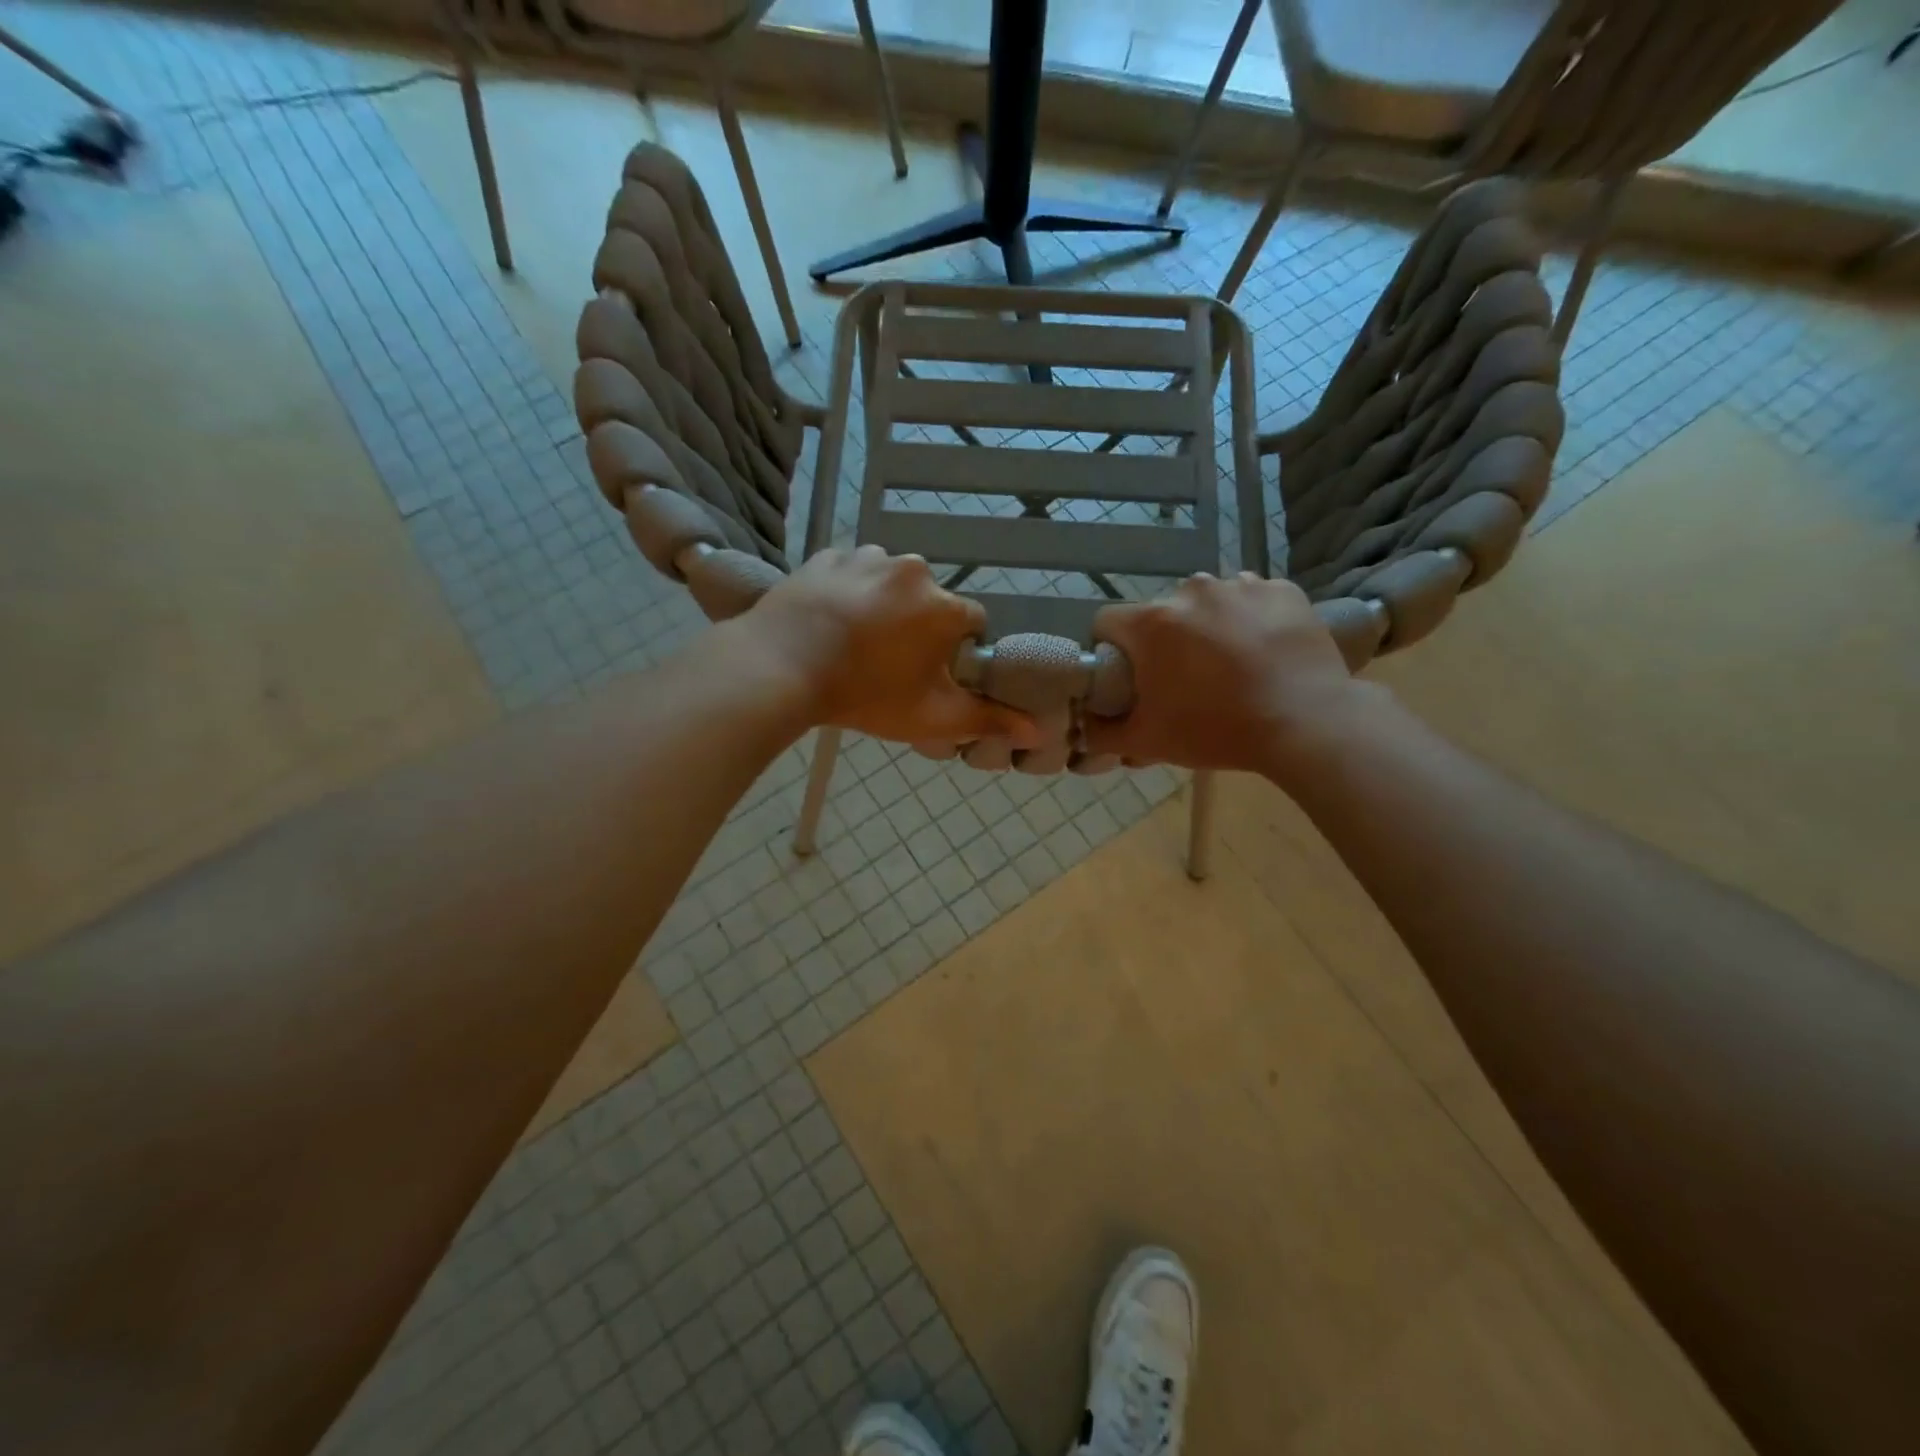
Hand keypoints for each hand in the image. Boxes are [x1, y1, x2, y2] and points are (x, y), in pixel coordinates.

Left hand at [748, 547, 1038, 746]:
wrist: (780, 667)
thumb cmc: (864, 695)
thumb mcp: (931, 717)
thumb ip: (988, 720)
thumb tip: (1038, 730)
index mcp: (943, 607)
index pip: (972, 622)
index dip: (956, 649)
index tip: (930, 672)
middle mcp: (913, 570)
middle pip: (930, 601)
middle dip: (918, 626)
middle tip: (887, 662)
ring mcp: (866, 557)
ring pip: (890, 583)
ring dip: (883, 605)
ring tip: (854, 640)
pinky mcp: (828, 555)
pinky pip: (851, 571)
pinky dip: (848, 590)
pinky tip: (830, 620)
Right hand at [1087, 572, 1369, 776]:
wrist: (1307, 724)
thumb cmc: (1216, 731)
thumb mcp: (1148, 742)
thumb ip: (1101, 734)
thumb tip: (1080, 729)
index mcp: (1152, 622)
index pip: (1107, 622)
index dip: (1111, 650)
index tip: (1130, 677)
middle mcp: (1191, 591)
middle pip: (1160, 612)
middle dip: (1163, 640)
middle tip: (1184, 680)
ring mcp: (1241, 585)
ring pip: (1206, 603)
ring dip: (1207, 626)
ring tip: (1229, 665)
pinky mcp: (1282, 590)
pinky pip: (1251, 599)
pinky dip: (1250, 619)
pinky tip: (1263, 651)